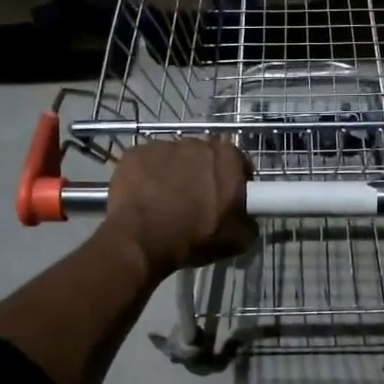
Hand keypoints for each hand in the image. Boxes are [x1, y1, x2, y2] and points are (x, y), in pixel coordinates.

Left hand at [101, 139, 256, 278]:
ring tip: (166, 203)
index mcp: (226, 157)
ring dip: (173, 174)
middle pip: (204, 157)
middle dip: (202, 175)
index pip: (238, 162)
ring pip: (173, 159)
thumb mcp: (237, 240)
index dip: (235, 181)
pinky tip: (144, 199)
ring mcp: (161, 145)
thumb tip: (247, 219)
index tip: (228, 199)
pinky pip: (146, 164)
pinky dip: (146, 177)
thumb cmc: (193, 237)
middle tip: (197, 203)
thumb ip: (249, 222)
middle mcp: (195, 143)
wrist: (140, 241)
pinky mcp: (134, 153)